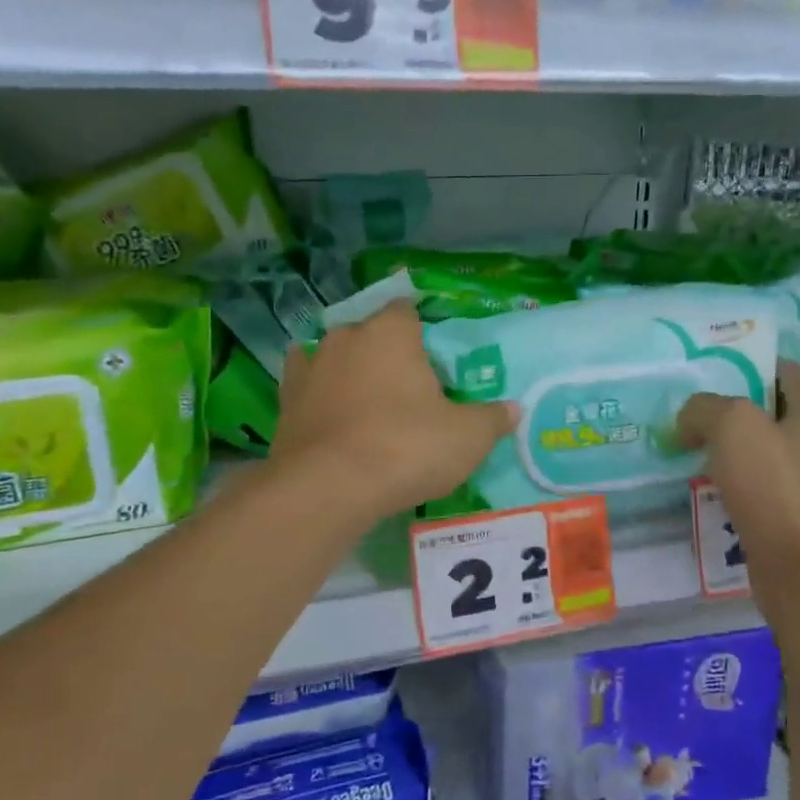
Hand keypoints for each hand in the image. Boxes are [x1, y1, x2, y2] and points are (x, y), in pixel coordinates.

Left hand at [270, 302, 516, 520]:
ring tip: (368, 404)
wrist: (328, 488)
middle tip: (408, 390)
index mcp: (391, 332)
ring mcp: (310, 366)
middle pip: (371, 333)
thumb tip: (513, 409)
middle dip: (387, 353)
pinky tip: (330, 412)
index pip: (407, 310)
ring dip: (349, 371)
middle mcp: (346, 337)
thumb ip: (492, 418)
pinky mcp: (285, 400)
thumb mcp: (467, 437)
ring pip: (335, 356)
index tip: (434, 361)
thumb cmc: (406, 448)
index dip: (422, 331)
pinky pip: (307, 385)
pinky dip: (319, 394)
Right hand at [676, 362, 799, 576]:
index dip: (751, 368)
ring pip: (777, 450)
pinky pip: (776, 486)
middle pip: (781, 410)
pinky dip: (751, 484)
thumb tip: (691, 421)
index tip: (713, 380)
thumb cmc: (774, 486)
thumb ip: (703, 408)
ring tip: (705, 456)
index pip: (788, 370)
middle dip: (742, 412)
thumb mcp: (730, 425)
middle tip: (702, 419)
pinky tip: (723, 492)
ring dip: (744, 451)